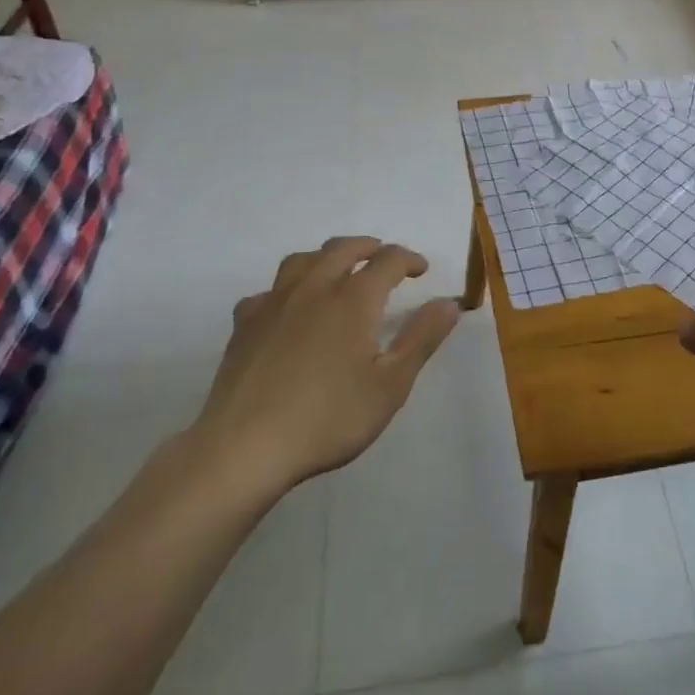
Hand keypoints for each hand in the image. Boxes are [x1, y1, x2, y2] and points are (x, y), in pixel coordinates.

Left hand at [187, 236, 459, 493]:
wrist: (245, 447)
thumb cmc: (328, 418)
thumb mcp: (390, 386)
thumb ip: (422, 339)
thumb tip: (449, 302)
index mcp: (354, 298)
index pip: (388, 260)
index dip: (408, 259)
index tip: (421, 270)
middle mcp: (315, 287)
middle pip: (344, 248)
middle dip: (369, 247)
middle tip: (383, 258)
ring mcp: (275, 302)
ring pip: (303, 259)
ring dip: (327, 257)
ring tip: (337, 270)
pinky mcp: (245, 323)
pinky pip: (268, 291)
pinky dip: (286, 290)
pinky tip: (287, 309)